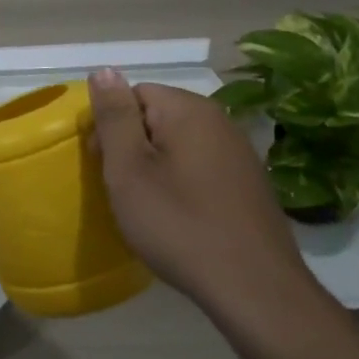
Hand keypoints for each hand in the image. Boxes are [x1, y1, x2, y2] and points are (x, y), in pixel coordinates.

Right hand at [88, 69, 325, 326]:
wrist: (254, 289)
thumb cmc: (179, 224)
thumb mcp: (129, 169)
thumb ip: (115, 117)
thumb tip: (104, 70)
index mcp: (189, 109)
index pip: (133, 93)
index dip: (111, 126)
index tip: (104, 165)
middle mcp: (219, 120)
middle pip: (157, 116)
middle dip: (133, 146)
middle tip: (122, 188)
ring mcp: (239, 152)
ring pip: (178, 144)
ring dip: (155, 166)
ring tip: (147, 205)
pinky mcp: (249, 183)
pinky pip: (200, 166)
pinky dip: (181, 183)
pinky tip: (179, 216)